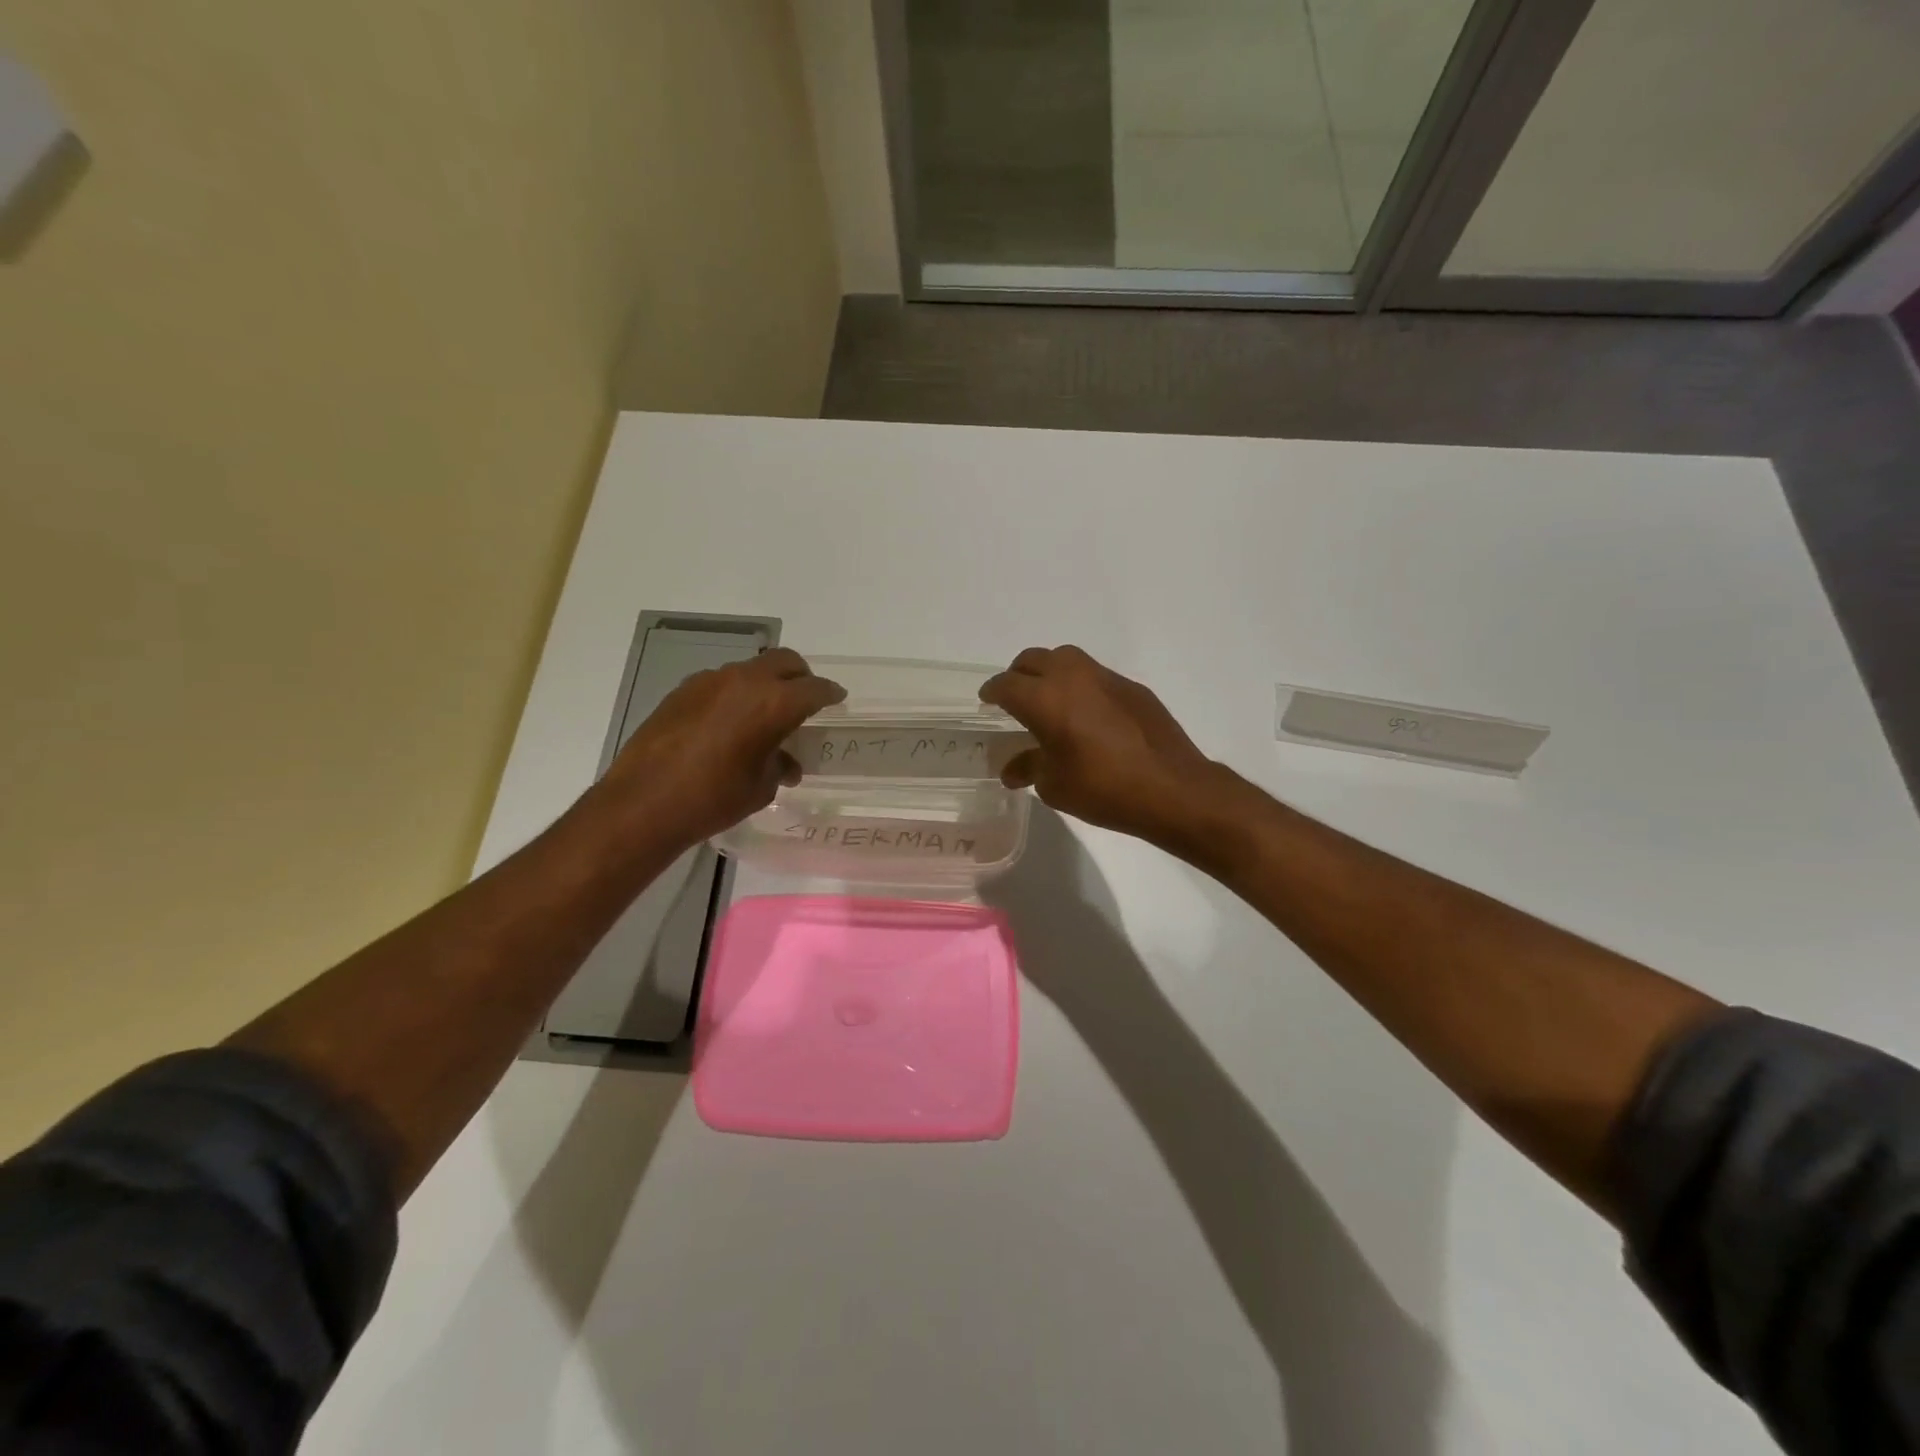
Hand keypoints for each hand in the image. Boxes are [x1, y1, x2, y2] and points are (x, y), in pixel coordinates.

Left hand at [599, 648, 843, 847]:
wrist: (643, 803)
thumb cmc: (713, 799)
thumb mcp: (760, 788)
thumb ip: (779, 766)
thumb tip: (785, 763)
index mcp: (773, 703)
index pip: (813, 688)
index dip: (830, 693)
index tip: (837, 698)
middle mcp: (743, 681)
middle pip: (783, 662)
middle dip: (800, 676)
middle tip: (805, 698)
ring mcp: (708, 682)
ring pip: (749, 670)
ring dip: (764, 684)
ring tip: (764, 714)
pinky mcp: (682, 691)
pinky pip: (720, 683)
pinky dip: (734, 694)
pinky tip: (728, 723)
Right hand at [979, 645, 1231, 849]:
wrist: (1172, 788)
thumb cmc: (1103, 789)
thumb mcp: (1055, 785)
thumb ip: (1029, 768)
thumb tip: (1012, 770)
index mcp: (1045, 699)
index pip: (1006, 685)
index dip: (992, 692)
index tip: (987, 700)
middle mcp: (1072, 677)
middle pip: (1034, 660)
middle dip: (1018, 675)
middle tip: (1015, 697)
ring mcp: (1106, 678)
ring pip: (1066, 659)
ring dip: (1050, 673)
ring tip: (1050, 700)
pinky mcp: (1133, 687)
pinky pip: (1095, 675)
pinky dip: (1081, 686)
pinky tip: (1087, 714)